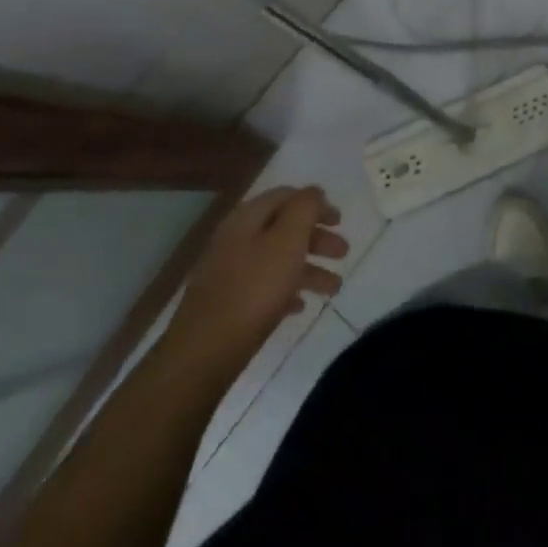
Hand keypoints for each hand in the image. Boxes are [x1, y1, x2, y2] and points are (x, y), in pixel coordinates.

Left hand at [166, 186, 347, 376]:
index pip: (287, 196)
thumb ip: (304, 209)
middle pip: (283, 228)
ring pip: (276, 260)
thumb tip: (314, 192)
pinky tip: (299, 307)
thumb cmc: (253, 291)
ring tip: (334, 288)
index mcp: (247, 217)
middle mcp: (235, 238)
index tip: (340, 221)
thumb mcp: (287, 240)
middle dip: (316, 238)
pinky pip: (263, 287)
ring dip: (308, 268)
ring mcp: (228, 272)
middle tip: (343, 253)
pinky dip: (286, 290)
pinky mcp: (226, 303)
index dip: (316, 204)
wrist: (203, 354)